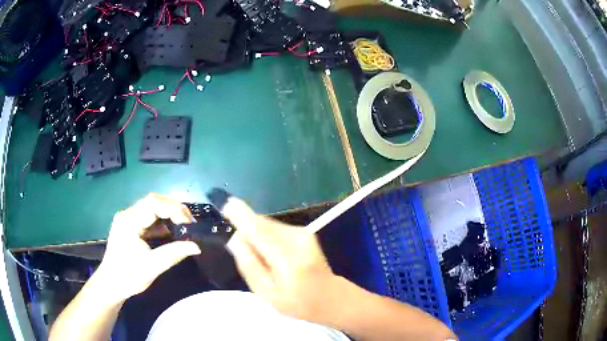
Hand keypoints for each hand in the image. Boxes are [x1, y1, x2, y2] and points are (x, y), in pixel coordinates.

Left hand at [95, 193, 200, 302]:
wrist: (111, 285)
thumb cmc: (128, 276)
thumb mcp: (152, 267)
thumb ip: (173, 254)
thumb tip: (197, 247)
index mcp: (129, 221)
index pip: (154, 203)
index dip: (174, 209)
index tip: (189, 224)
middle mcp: (128, 214)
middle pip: (154, 201)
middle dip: (174, 208)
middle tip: (190, 223)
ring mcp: (128, 219)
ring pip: (152, 207)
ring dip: (169, 213)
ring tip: (185, 225)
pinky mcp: (131, 226)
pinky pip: (149, 218)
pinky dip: (163, 222)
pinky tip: (172, 231)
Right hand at [222, 196, 343, 324]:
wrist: (329, 296)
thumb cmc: (296, 302)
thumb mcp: (267, 294)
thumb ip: (249, 266)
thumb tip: (235, 238)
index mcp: (288, 261)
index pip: (260, 233)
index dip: (242, 217)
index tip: (227, 205)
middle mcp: (298, 240)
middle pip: (263, 225)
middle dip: (246, 226)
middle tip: (240, 246)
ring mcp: (303, 233)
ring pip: (268, 224)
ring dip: (256, 233)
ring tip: (259, 257)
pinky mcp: (305, 231)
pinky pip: (276, 228)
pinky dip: (266, 235)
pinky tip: (270, 253)